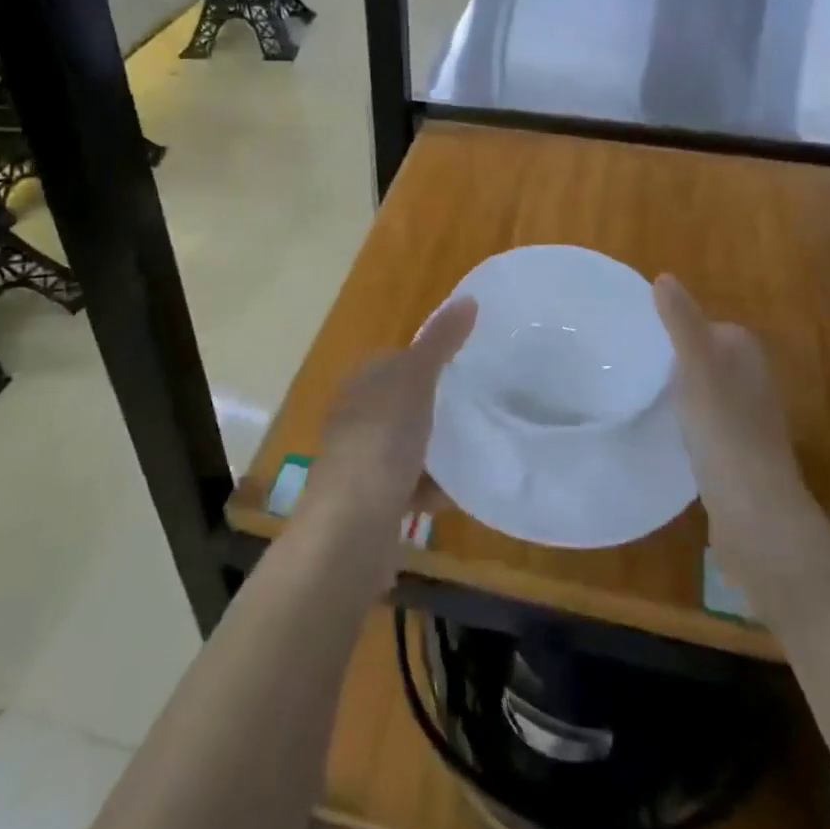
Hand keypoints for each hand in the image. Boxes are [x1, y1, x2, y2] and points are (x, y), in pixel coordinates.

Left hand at [296, 297, 477, 579]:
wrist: (350, 530)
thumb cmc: (380, 442)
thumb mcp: (415, 381)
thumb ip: (441, 342)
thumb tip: (469, 298)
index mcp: (361, 384)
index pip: (398, 361)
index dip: (431, 361)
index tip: (469, 367)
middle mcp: (357, 418)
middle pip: (406, 404)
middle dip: (439, 409)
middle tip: (479, 409)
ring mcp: (362, 462)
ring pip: (410, 446)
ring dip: (439, 450)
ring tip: (477, 448)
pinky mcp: (374, 502)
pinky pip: (412, 485)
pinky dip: (434, 487)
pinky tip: (458, 491)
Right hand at [654, 275, 819, 574]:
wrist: (756, 517)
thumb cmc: (726, 433)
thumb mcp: (697, 369)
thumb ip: (681, 324)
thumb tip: (664, 276)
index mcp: (747, 359)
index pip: (715, 327)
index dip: (683, 326)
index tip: (645, 333)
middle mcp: (754, 386)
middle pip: (712, 359)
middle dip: (680, 358)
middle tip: (636, 362)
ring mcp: (749, 425)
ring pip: (710, 394)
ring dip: (683, 391)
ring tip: (643, 394)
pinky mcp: (738, 458)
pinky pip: (708, 426)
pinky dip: (688, 423)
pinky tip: (665, 433)